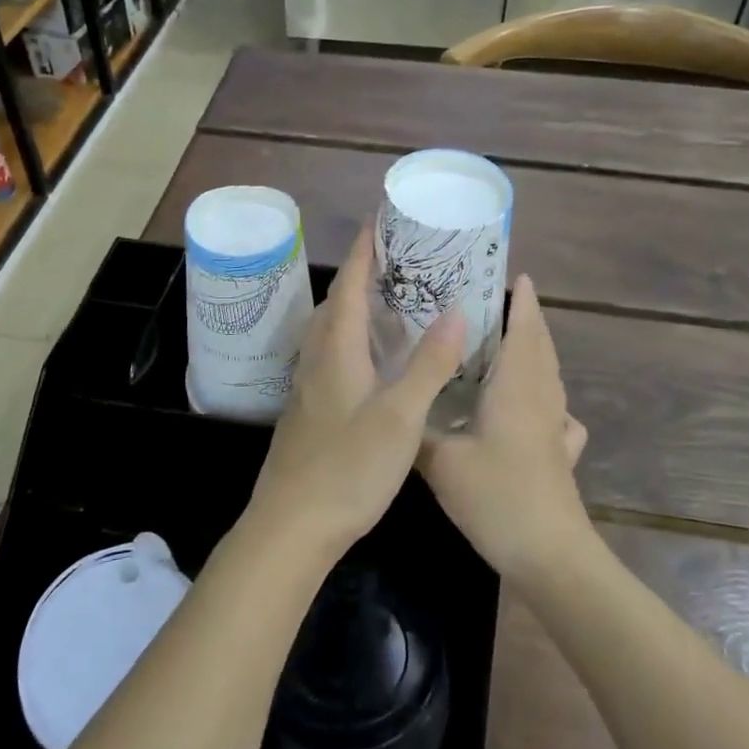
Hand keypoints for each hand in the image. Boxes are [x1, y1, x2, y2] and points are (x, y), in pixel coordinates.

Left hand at [246, 228, 464, 559]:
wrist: (292, 525)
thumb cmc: (349, 467)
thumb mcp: (400, 417)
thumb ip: (429, 364)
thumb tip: (457, 312)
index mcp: (337, 351)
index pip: (350, 287)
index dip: (364, 253)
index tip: (379, 222)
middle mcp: (317, 360)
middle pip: (336, 305)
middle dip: (361, 277)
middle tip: (395, 264)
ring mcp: (307, 388)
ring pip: (329, 333)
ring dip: (352, 309)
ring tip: (387, 304)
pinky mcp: (306, 412)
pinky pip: (328, 357)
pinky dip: (349, 341)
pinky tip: (369, 362)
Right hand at [422, 275, 592, 586]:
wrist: (550, 555)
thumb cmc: (498, 497)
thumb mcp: (442, 463)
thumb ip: (418, 431)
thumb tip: (397, 406)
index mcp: (517, 387)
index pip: (525, 329)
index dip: (523, 300)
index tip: (514, 274)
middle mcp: (541, 398)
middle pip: (540, 346)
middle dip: (526, 319)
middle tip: (496, 302)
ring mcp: (556, 427)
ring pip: (549, 375)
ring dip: (533, 352)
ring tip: (506, 343)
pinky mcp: (559, 453)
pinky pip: (554, 410)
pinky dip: (542, 394)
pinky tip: (529, 408)